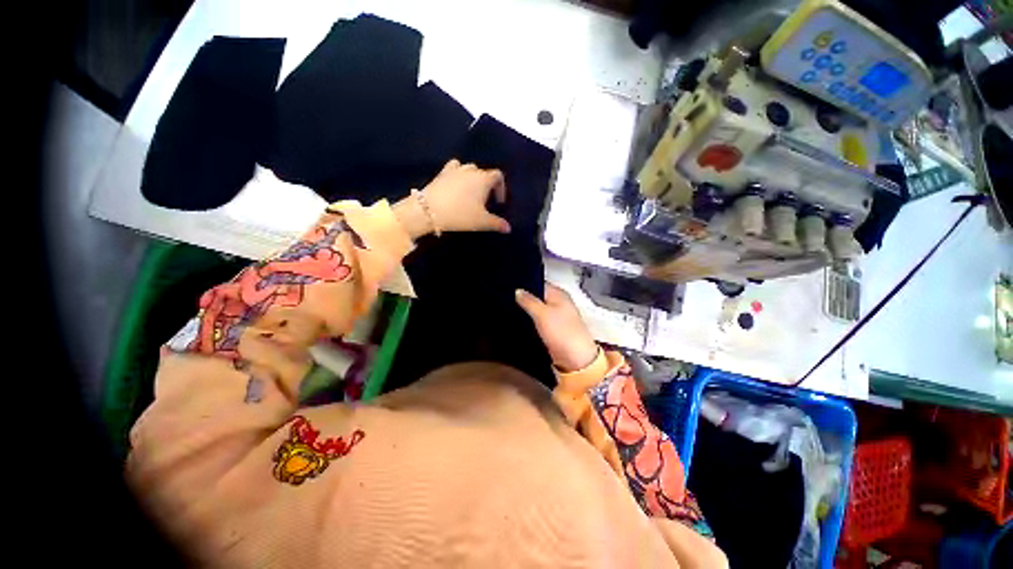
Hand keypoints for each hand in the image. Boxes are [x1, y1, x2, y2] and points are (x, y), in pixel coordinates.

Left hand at [393, 160, 509, 238]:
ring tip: (471, 192)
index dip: (501, 188)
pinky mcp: (442, 173)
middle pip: (484, 172)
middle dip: (487, 185)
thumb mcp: (481, 222)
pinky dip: (458, 173)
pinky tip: (456, 184)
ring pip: (469, 169)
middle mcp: (471, 170)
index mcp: (483, 179)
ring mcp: (455, 170)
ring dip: (473, 178)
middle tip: (485, 201)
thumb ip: (497, 224)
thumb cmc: (460, 214)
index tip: (499, 202)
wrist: (429, 210)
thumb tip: (509, 228)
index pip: (498, 176)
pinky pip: (454, 168)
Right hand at [516, 283, 598, 372]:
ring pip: (537, 308)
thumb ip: (529, 301)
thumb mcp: (542, 314)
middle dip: (524, 297)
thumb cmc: (562, 333)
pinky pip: (538, 320)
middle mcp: (558, 302)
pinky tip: (519, 321)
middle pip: (538, 296)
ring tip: (509, 307)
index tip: (509, 286)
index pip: (539, 282)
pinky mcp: (553, 329)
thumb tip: (517, 291)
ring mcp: (556, 316)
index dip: (525, 284)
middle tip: (506, 297)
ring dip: (526, 309)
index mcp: (558, 294)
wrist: (576, 360)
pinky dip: (530, 320)